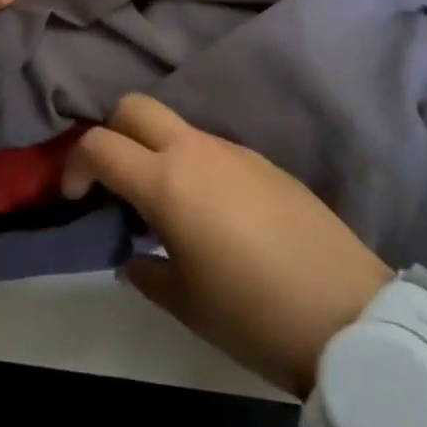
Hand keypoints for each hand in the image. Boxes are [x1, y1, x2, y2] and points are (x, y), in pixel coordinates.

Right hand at [64, 94, 393, 397]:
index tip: (74, 196)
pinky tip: (214, 215)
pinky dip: (195, 166)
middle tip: (114, 181)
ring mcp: (237, 153)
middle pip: (135, 107)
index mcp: (166, 183)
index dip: (74, 164)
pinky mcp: (268, 164)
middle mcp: (198, 152)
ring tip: (166, 207)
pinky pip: (215, 150)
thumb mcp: (186, 304)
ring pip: (177, 127)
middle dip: (111, 132)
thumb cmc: (253, 315)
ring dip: (156, 151)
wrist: (352, 318)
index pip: (99, 145)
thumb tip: (134, 258)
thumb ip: (146, 272)